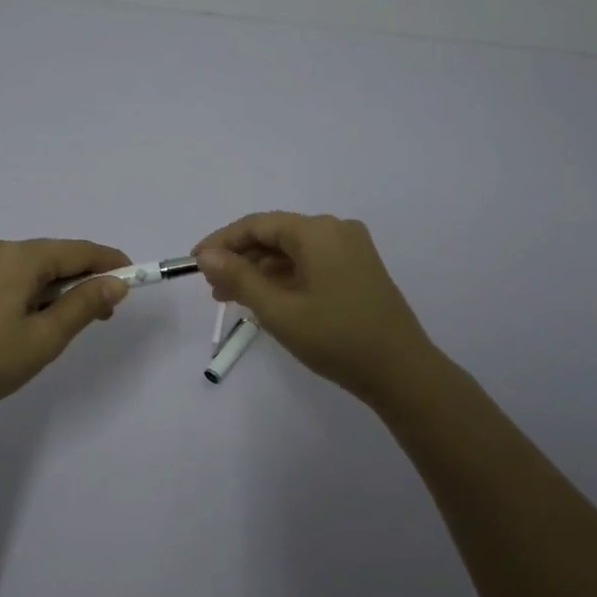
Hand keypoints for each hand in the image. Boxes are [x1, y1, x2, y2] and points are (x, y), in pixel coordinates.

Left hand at [0, 238, 129, 427]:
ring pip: (34, 268)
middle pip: (56, 256)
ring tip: (69, 325)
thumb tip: (117, 282)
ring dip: (59, 289)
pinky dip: (34, 292)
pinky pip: (13, 276)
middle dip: (85, 280)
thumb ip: (84, 305)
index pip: (79, 250)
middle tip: (104, 316)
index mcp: (19, 257)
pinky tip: (35, 320)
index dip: (111, 263)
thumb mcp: (44, 338)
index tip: (136, 281)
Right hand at [193, 212, 437, 407]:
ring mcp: (351, 249)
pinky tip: (267, 299)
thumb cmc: (336, 338)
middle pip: (276, 234)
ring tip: (233, 298)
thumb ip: (239, 278)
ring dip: (261, 270)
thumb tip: (207, 255)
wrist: (401, 371)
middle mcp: (336, 230)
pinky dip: (285, 277)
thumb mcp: (278, 310)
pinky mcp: (358, 269)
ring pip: (293, 250)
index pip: (257, 224)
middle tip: (212, 288)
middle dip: (241, 258)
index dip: (222, 241)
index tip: (194, 264)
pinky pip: (311, 262)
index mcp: (318, 231)